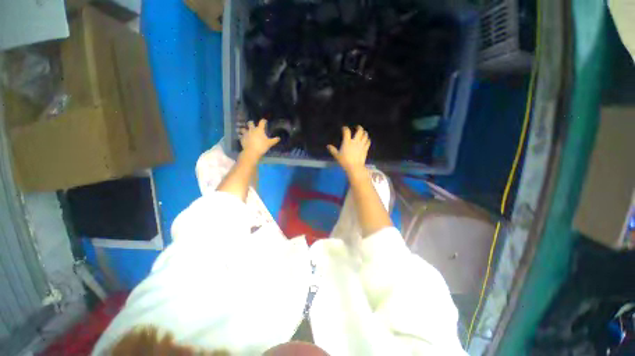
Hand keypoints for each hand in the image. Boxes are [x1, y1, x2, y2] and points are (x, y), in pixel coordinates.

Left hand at [240, 119, 280, 161]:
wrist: (251, 152)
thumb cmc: (262, 146)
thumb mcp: (270, 143)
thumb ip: (274, 140)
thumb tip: (279, 138)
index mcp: (259, 130)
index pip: (261, 122)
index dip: (263, 121)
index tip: (264, 121)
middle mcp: (252, 130)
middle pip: (250, 123)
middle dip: (251, 123)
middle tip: (252, 124)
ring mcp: (246, 134)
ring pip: (243, 129)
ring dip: (244, 129)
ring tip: (245, 130)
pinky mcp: (242, 138)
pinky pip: (241, 136)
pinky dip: (242, 136)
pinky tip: (243, 138)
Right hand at [327, 126, 370, 173]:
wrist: (354, 167)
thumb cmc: (344, 161)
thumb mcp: (337, 156)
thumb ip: (333, 150)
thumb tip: (328, 146)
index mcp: (347, 142)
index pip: (346, 132)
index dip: (345, 128)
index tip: (344, 128)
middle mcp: (355, 141)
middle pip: (359, 131)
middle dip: (359, 128)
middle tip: (358, 127)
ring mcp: (361, 145)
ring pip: (365, 136)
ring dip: (364, 133)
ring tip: (364, 132)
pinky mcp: (365, 149)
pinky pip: (368, 142)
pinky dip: (368, 140)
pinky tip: (367, 140)